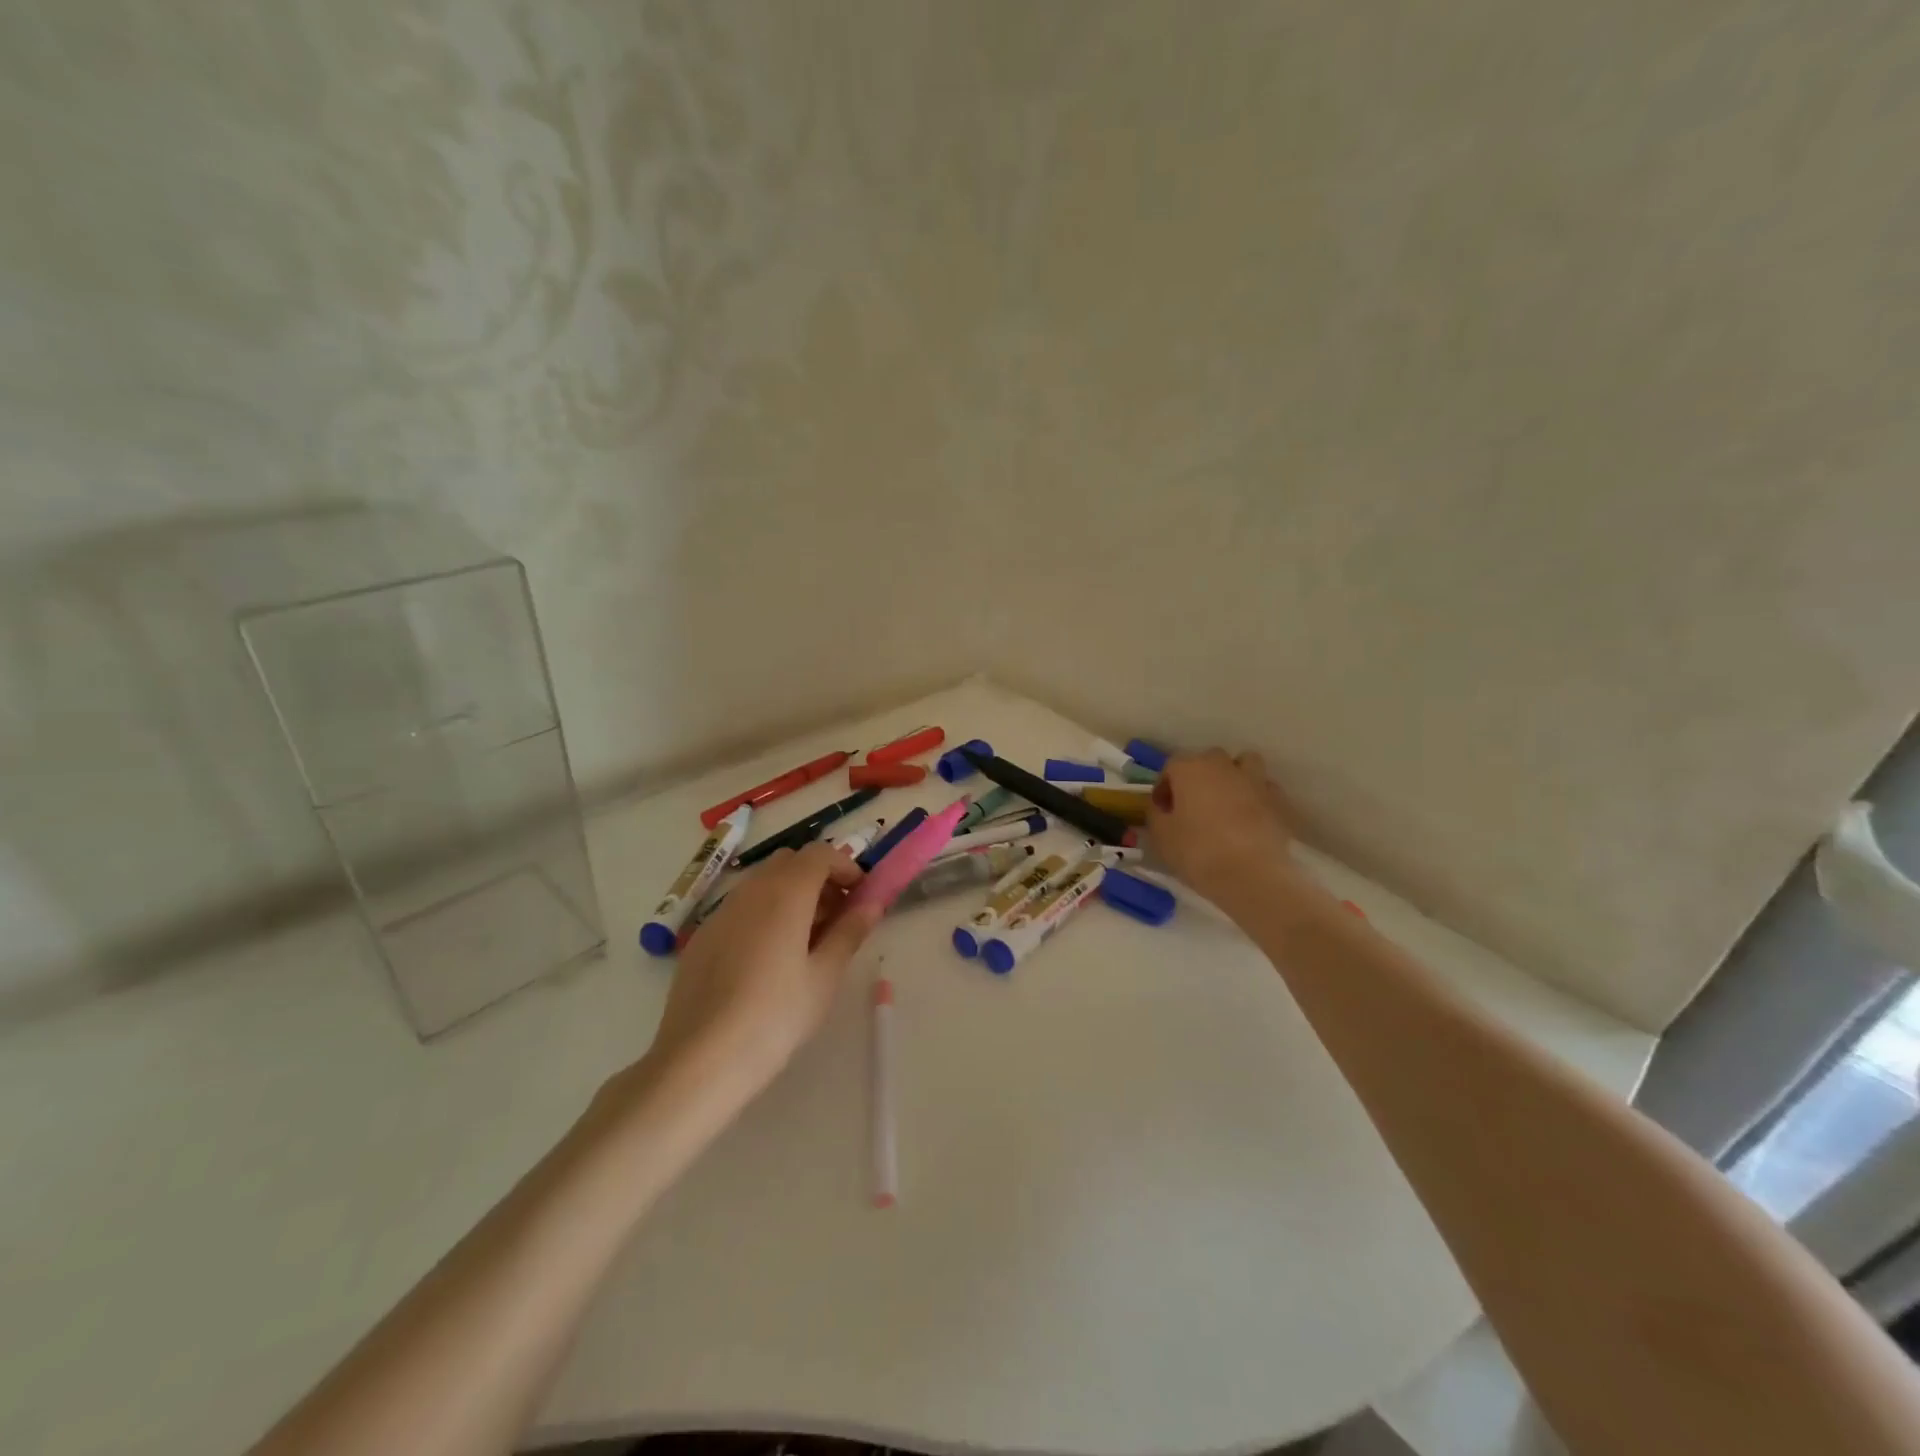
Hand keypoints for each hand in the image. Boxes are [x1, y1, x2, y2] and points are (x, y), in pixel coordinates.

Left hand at [646, 842, 881, 1095]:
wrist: (700, 1059)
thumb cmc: (775, 1016)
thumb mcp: (824, 976)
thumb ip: (849, 933)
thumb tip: (871, 905)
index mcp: (785, 893)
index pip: (819, 854)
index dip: (845, 866)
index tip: (860, 895)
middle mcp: (750, 891)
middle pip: (789, 862)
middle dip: (818, 878)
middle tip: (836, 916)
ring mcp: (720, 913)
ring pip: (762, 884)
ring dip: (790, 895)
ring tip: (806, 941)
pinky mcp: (702, 937)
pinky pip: (740, 909)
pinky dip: (763, 914)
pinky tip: (768, 960)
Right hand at [1147, 749, 1299, 902]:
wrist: (1252, 875)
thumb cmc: (1198, 852)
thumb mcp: (1161, 836)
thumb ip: (1156, 815)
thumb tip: (1162, 808)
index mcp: (1190, 769)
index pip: (1170, 767)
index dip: (1164, 788)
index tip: (1162, 810)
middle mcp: (1223, 765)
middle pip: (1207, 760)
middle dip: (1198, 778)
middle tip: (1193, 806)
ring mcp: (1254, 780)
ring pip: (1243, 764)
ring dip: (1233, 777)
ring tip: (1226, 802)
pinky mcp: (1278, 800)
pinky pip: (1264, 788)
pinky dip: (1256, 797)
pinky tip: (1250, 818)